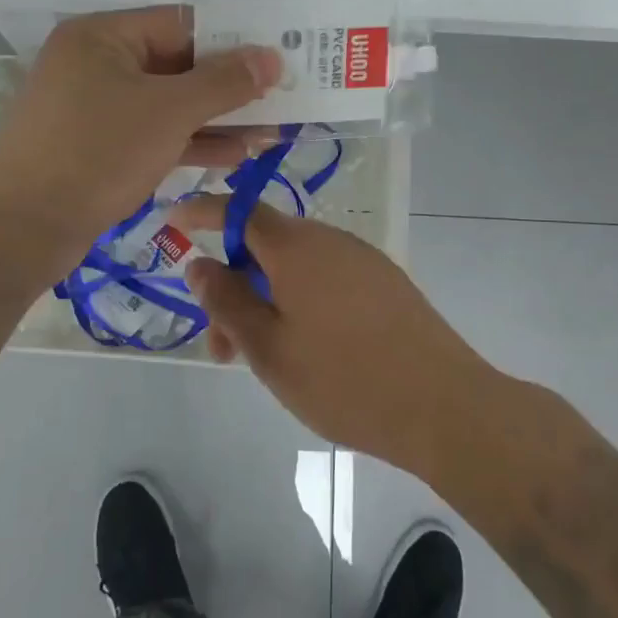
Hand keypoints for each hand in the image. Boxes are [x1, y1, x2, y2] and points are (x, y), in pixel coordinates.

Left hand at [0, 7, 278, 264]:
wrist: (23, 229)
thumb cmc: (97, 153)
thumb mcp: (169, 112)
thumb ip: (224, 82)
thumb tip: (270, 57)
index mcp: (103, 36)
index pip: (182, 25)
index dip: (233, 41)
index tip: (278, 58)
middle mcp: (97, 63)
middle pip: (178, 65)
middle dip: (231, 87)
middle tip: (282, 98)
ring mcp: (96, 107)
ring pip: (169, 104)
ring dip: (218, 118)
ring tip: (270, 132)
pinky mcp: (99, 146)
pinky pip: (154, 132)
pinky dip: (191, 141)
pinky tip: (236, 155)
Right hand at [172, 196, 495, 473]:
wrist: (444, 406)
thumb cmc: (343, 379)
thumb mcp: (268, 348)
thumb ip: (227, 301)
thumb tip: (199, 262)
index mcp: (296, 247)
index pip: (239, 211)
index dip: (203, 211)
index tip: (174, 218)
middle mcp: (330, 241)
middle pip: (267, 247)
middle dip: (235, 287)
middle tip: (222, 347)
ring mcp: (363, 260)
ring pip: (297, 268)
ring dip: (267, 301)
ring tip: (263, 359)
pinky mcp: (386, 284)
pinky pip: (327, 279)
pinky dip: (301, 302)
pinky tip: (306, 348)